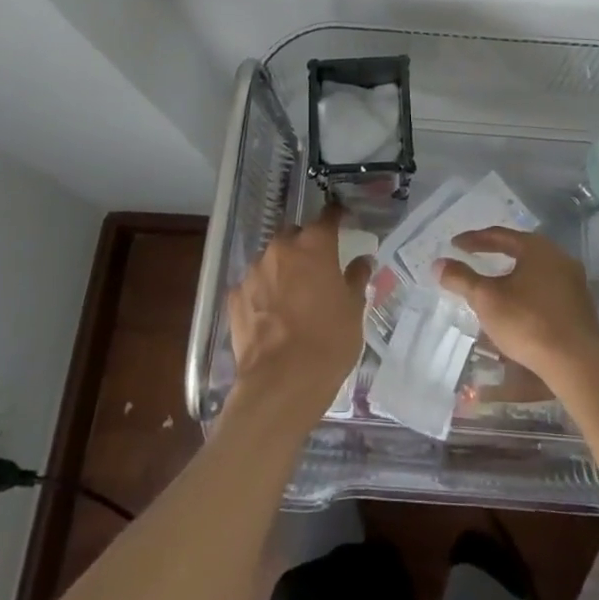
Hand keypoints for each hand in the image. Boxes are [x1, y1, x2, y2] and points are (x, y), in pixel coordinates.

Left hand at [227, 206, 371, 422]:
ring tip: (293, 294)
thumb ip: (357, 278)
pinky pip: (254, 284)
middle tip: (318, 267)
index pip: (327, 216)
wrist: (281, 383)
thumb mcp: (354, 309)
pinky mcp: (235, 296)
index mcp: (315, 245)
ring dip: (283, 268)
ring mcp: (254, 271)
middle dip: (306, 244)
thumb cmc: (328, 341)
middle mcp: (281, 249)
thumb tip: (362, 260)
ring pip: (271, 259)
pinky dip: (263, 291)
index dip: (336, 216)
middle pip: (295, 234)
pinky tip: (272, 313)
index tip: (343, 220)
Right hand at [435, 229, 598, 395]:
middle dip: (495, 253)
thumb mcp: (487, 300)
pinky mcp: (581, 305)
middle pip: (520, 249)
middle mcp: (559, 257)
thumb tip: (438, 263)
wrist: (577, 365)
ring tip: (494, 283)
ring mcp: (574, 281)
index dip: (474, 240)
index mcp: (537, 248)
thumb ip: (461, 278)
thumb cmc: (528, 323)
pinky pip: (547, 288)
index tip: (455, 245)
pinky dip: (528, 291)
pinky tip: (519, 305)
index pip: (499, 235)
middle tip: (473, 258)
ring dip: (513, 274)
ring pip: (535, 270)